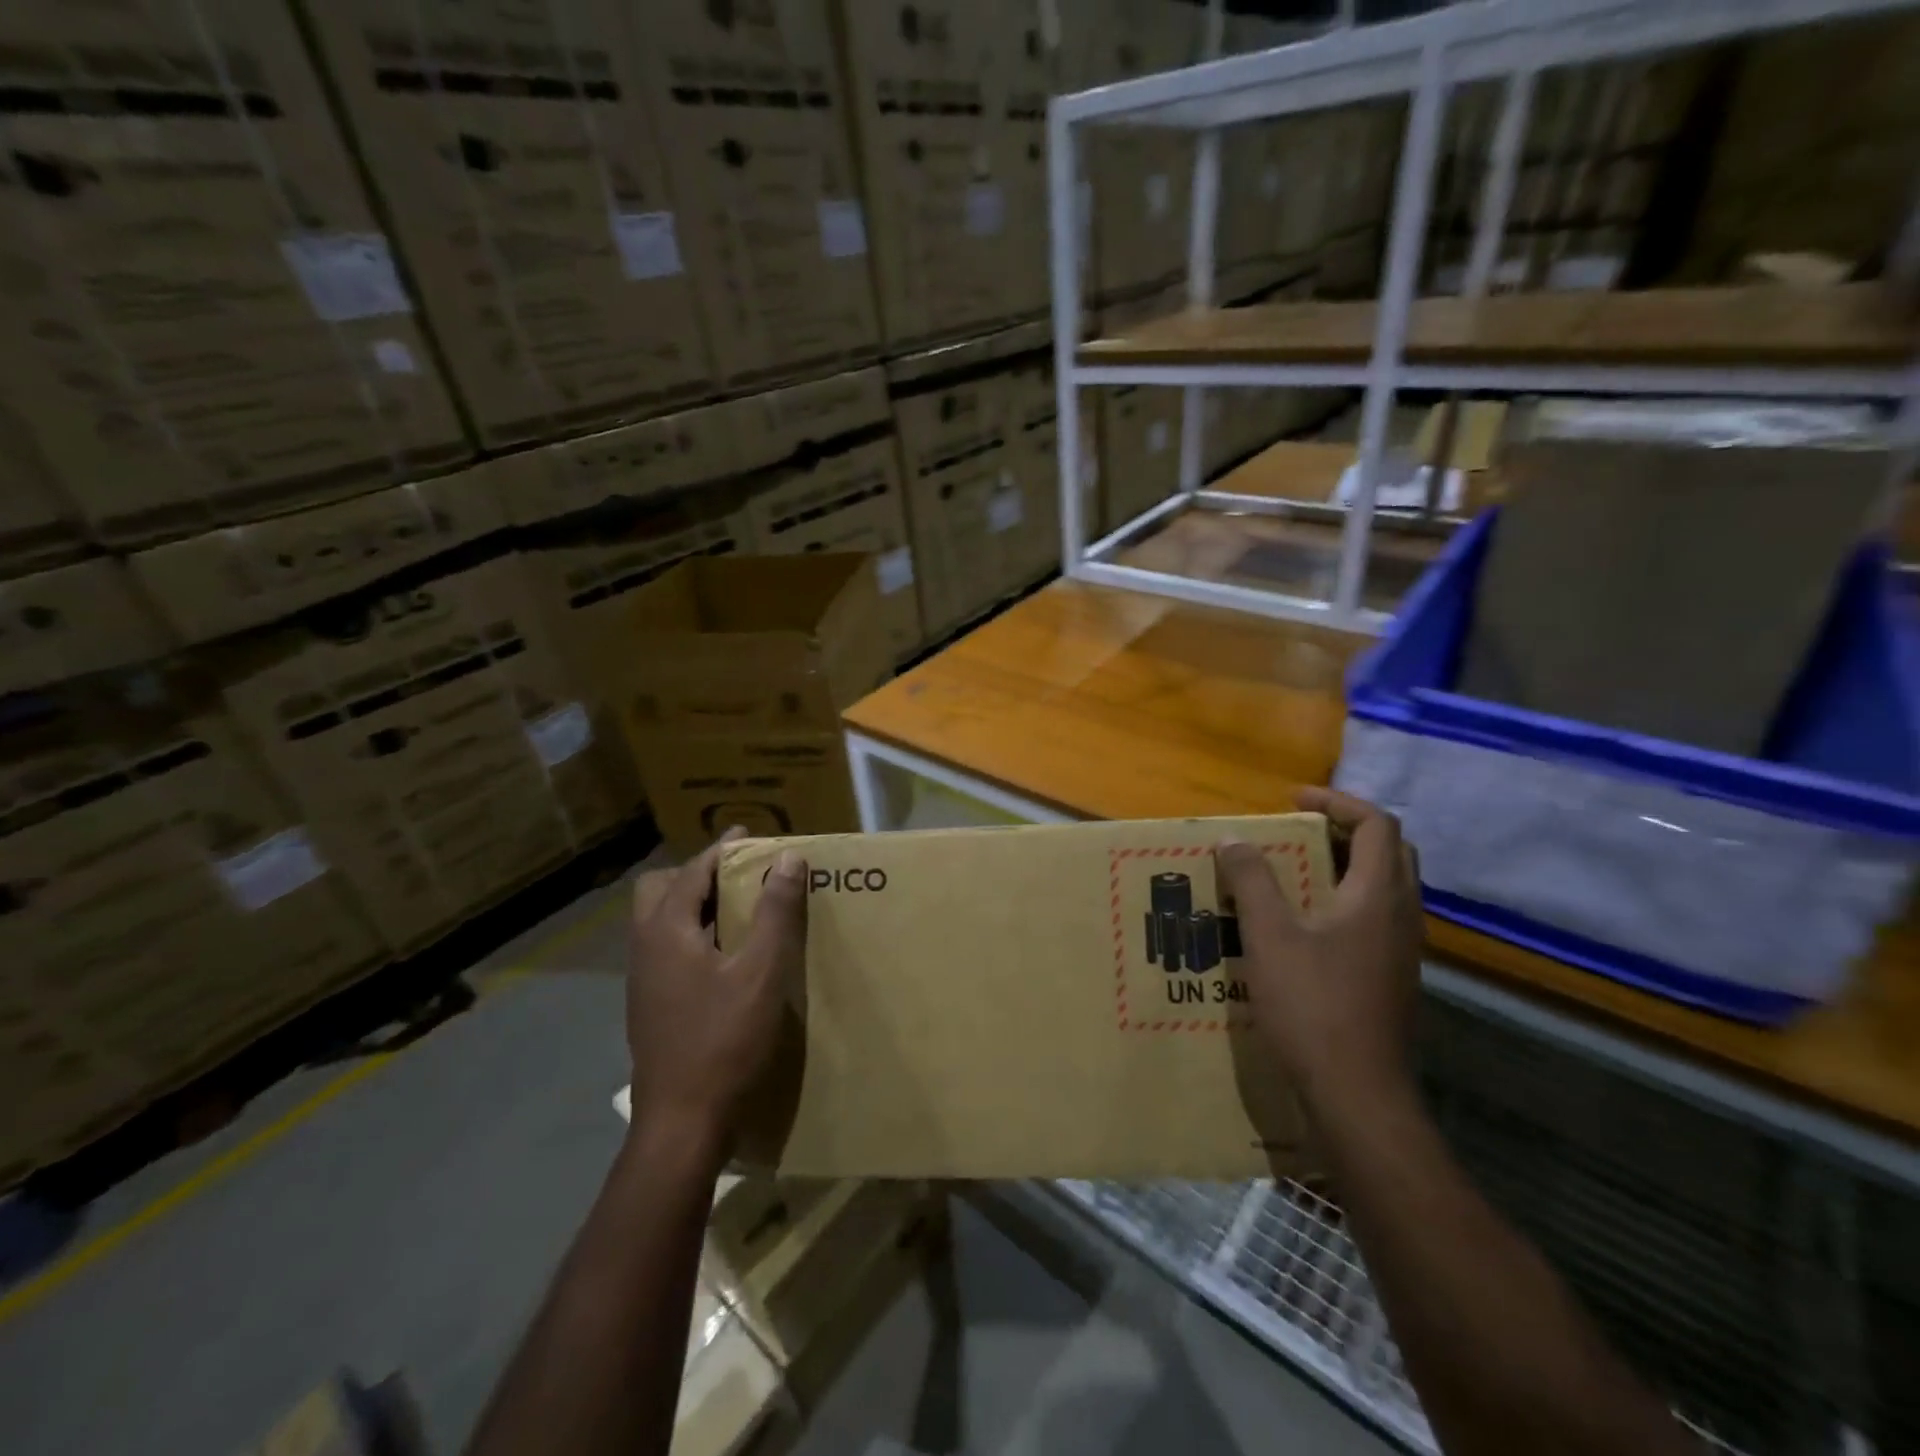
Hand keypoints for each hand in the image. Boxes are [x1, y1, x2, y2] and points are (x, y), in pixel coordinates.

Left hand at [627, 830, 806, 1155]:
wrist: (682, 1123)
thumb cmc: (724, 1040)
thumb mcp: (762, 972)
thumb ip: (775, 911)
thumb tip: (788, 858)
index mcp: (667, 931)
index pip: (693, 871)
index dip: (722, 850)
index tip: (749, 835)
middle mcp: (645, 947)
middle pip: (660, 890)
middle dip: (697, 874)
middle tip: (738, 877)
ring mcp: (642, 980)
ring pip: (659, 921)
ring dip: (693, 904)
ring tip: (736, 910)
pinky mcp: (649, 1005)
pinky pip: (665, 948)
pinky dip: (691, 934)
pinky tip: (723, 957)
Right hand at [1216, 787, 1423, 1118]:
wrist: (1358, 1095)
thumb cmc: (1313, 1006)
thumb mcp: (1269, 935)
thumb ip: (1251, 880)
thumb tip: (1233, 838)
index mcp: (1379, 895)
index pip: (1377, 824)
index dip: (1337, 802)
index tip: (1294, 800)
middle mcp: (1402, 915)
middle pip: (1388, 851)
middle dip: (1345, 830)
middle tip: (1299, 830)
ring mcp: (1402, 951)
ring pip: (1385, 887)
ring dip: (1345, 866)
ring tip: (1295, 871)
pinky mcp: (1392, 978)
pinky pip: (1375, 919)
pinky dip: (1345, 900)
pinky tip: (1305, 925)